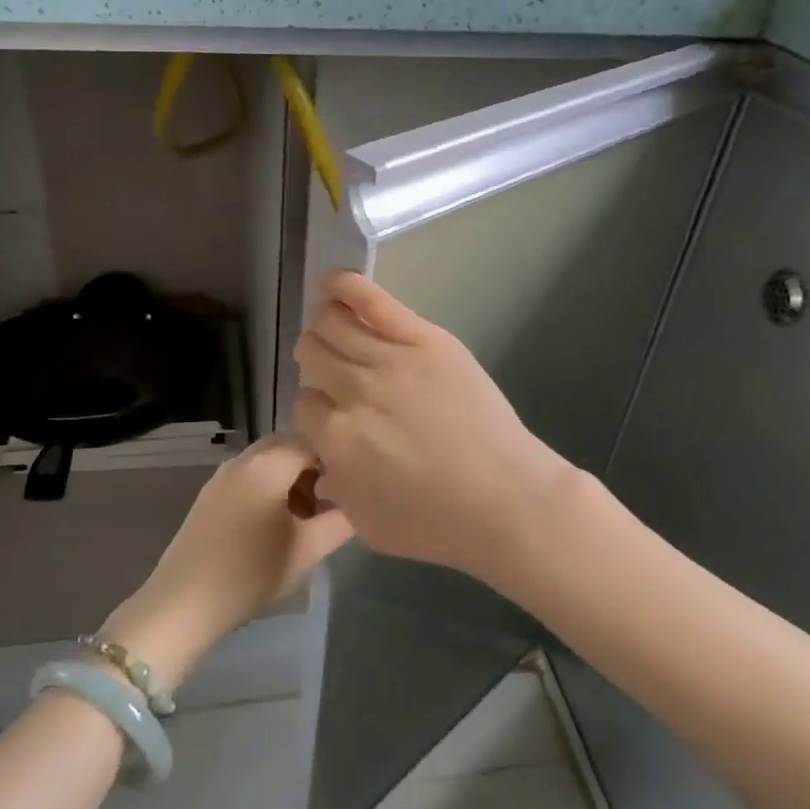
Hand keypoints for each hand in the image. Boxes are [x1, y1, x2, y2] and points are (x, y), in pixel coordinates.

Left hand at [104, 435, 352, 689]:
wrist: (185, 604)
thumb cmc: (252, 573)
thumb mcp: (308, 550)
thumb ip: (342, 520)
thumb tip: (362, 503)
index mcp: (268, 464)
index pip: (314, 441)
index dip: (337, 462)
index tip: (350, 492)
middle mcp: (243, 459)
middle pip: (289, 448)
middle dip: (314, 470)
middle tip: (328, 506)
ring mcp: (222, 475)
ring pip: (269, 462)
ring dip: (292, 481)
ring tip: (304, 521)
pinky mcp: (210, 495)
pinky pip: (250, 477)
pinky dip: (269, 489)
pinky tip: (274, 527)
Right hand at [292, 271, 578, 587]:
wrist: (506, 499)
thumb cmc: (438, 523)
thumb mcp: (367, 525)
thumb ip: (336, 488)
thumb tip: (323, 460)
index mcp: (336, 438)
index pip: (303, 403)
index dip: (315, 408)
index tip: (332, 414)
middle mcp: (355, 392)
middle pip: (311, 355)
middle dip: (314, 363)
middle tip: (334, 372)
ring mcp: (391, 360)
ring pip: (332, 324)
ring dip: (324, 324)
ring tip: (332, 328)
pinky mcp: (425, 339)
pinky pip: (375, 302)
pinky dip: (345, 286)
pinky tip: (332, 283)